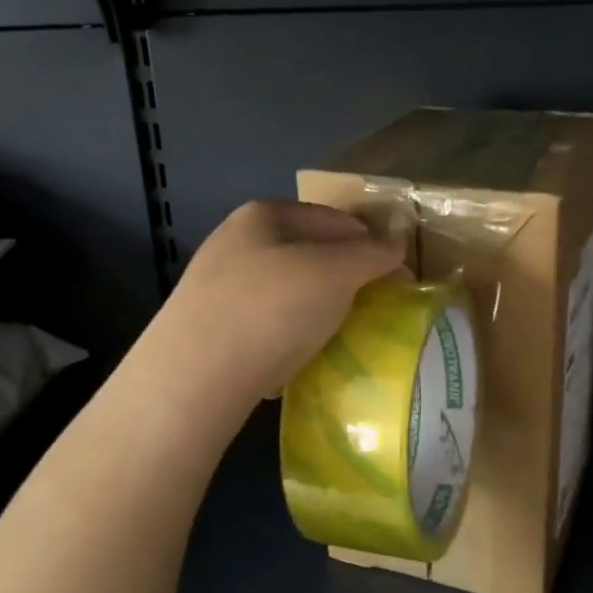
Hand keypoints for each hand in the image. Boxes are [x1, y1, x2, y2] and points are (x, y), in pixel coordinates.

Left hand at [151, 202, 405, 410]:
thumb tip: (396, 246)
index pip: (334, 219)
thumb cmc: (271, 309)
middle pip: (308, 253)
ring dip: (316, 309)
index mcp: (263, 215)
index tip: (398, 277)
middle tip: (373, 307)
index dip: (371, 243)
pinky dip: (286, 336)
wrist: (194, 378)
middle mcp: (235, 242)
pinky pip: (264, 325)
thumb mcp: (335, 273)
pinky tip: (298, 358)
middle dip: (344, 278)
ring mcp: (216, 287)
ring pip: (286, 291)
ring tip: (340, 335)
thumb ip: (371, 255)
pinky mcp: (208, 330)